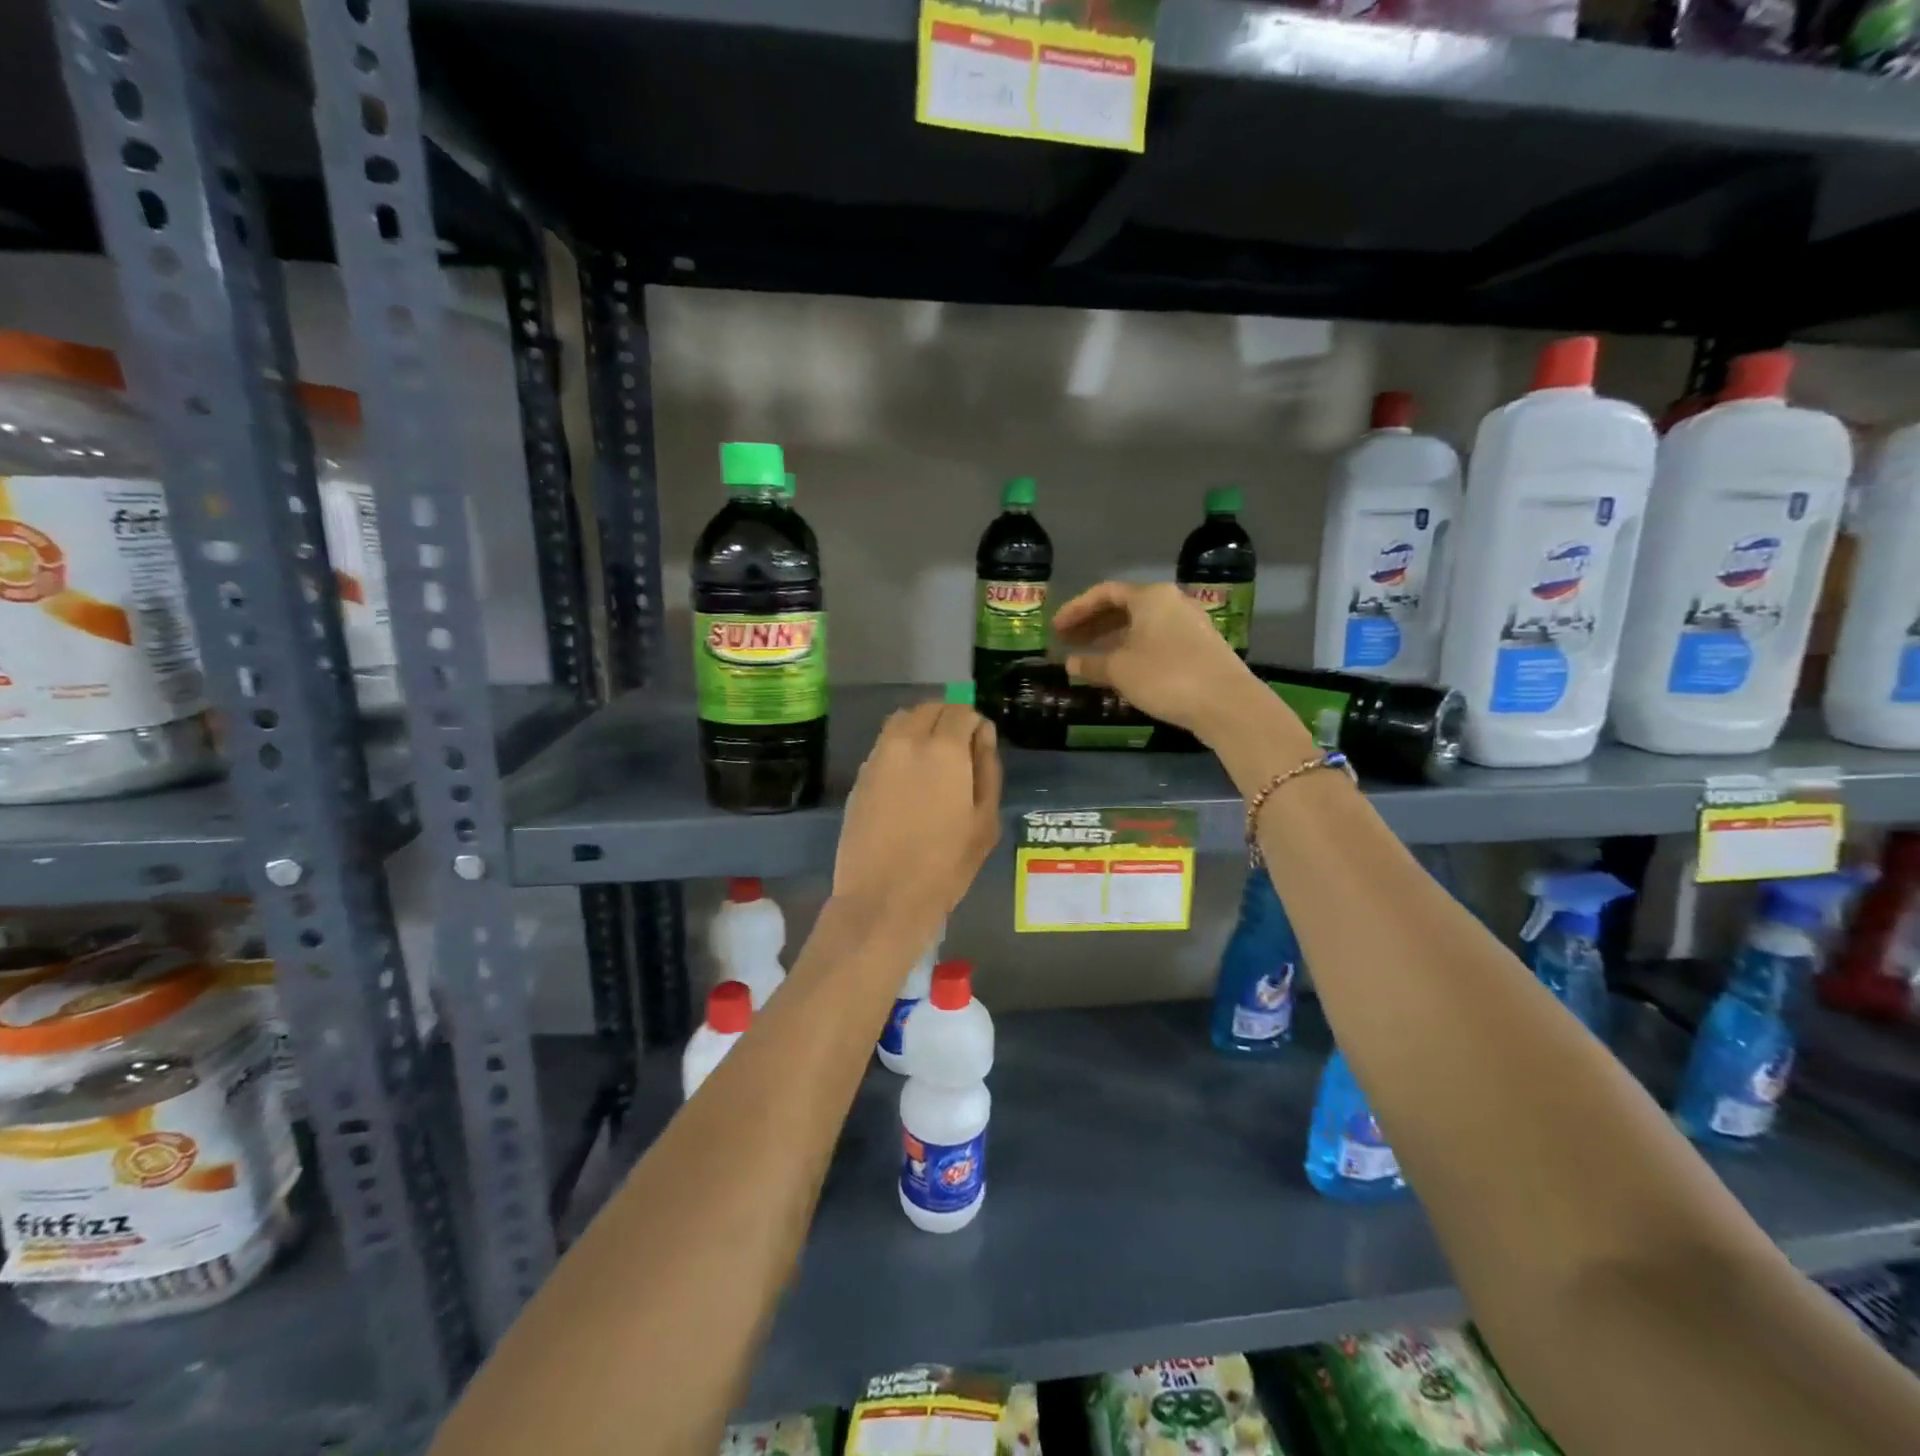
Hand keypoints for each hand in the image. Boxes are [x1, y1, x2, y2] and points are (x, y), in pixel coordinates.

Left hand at [835, 702, 1001, 919]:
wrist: (883, 897)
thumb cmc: (945, 865)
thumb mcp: (984, 821)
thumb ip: (987, 769)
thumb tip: (982, 735)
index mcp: (944, 749)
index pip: (961, 711)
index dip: (975, 725)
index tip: (980, 748)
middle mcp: (907, 741)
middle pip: (929, 709)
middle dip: (948, 720)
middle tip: (959, 751)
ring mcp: (877, 757)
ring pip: (902, 721)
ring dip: (921, 728)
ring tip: (933, 761)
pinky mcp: (859, 776)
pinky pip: (884, 745)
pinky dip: (900, 747)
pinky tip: (908, 779)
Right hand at [1053, 581, 1260, 738]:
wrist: (1226, 702)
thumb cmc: (1165, 676)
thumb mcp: (1120, 670)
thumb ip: (1091, 663)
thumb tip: (1070, 662)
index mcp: (1150, 597)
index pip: (1104, 593)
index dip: (1076, 609)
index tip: (1056, 629)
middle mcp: (1171, 602)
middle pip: (1124, 607)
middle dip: (1093, 624)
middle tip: (1068, 641)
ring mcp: (1188, 624)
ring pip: (1141, 625)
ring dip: (1112, 639)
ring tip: (1089, 657)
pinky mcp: (1199, 646)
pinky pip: (1156, 639)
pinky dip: (1133, 649)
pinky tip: (1120, 669)